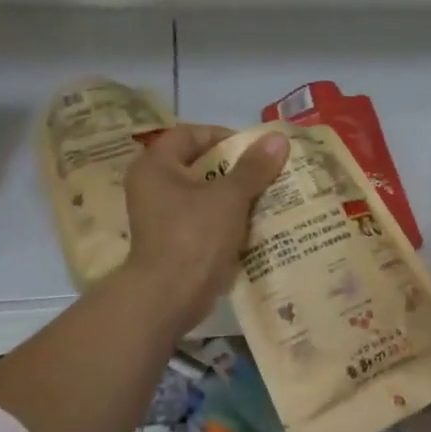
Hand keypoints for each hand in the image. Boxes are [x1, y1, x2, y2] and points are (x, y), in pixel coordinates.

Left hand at [120, 124, 288, 332]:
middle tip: (267, 172)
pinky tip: (254, 224)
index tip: (255, 150)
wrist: (169, 297)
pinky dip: (226, 218)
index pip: (191, 134)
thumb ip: (254, 167)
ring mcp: (160, 216)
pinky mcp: (172, 241)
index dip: (224, 137)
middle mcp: (152, 186)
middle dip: (235, 168)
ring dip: (233, 195)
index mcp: (156, 166)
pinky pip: (203, 219)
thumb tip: (278, 138)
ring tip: (267, 197)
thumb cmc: (194, 236)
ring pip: (203, 194)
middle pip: (198, 164)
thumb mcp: (230, 197)